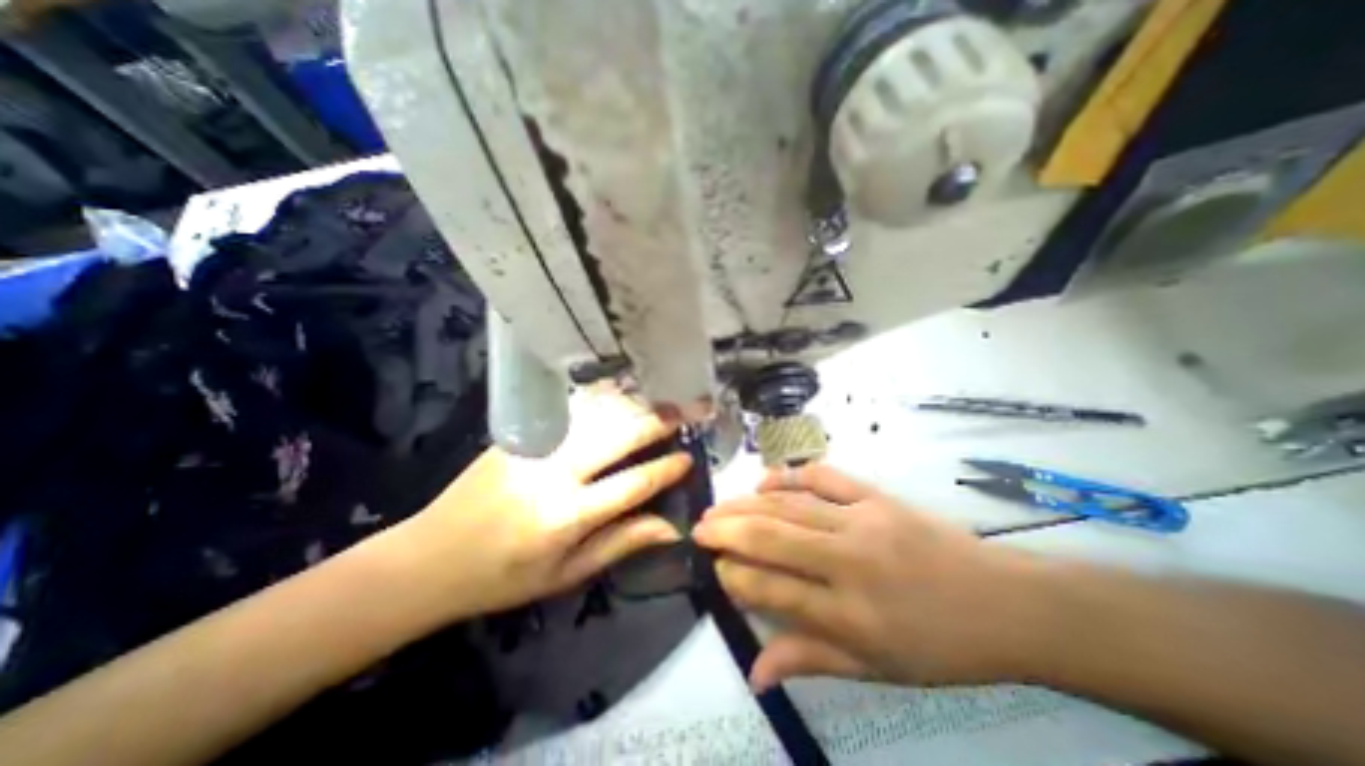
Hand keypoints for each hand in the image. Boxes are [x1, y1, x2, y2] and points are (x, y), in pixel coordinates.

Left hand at [392, 389, 693, 621]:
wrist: (429, 557)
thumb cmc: (503, 577)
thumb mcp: (566, 575)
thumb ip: (621, 544)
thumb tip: (672, 528)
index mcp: (566, 516)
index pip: (633, 484)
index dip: (666, 469)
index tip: (688, 459)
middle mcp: (554, 473)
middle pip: (618, 436)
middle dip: (657, 422)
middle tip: (686, 412)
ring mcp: (534, 446)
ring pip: (596, 413)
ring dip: (633, 403)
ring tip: (661, 397)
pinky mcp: (518, 432)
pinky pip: (569, 408)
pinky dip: (600, 397)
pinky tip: (619, 391)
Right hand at [695, 461, 1047, 693]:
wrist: (1007, 603)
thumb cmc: (941, 646)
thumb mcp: (878, 670)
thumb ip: (811, 659)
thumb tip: (755, 670)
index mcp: (851, 615)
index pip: (773, 590)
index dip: (735, 578)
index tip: (715, 570)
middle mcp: (850, 562)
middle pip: (772, 539)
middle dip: (727, 532)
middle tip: (699, 528)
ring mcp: (863, 521)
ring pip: (789, 506)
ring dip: (747, 504)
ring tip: (718, 507)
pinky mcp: (876, 496)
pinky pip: (823, 477)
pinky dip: (789, 475)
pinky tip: (765, 479)